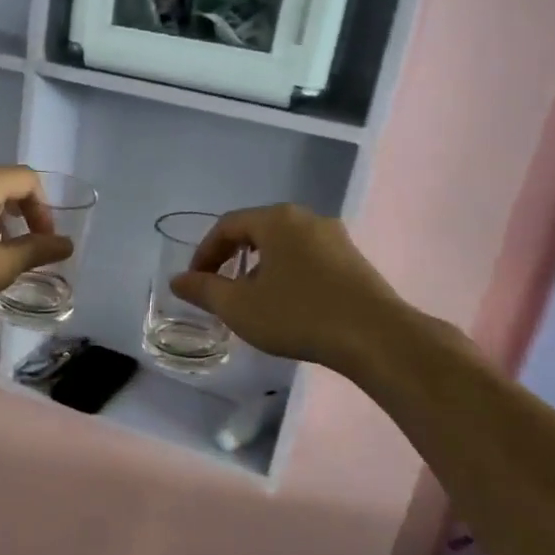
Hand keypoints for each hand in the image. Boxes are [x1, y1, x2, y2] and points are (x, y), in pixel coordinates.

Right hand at [170, 204, 400, 371]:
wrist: (376, 336)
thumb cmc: (299, 315)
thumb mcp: (240, 307)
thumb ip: (204, 290)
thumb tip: (178, 280)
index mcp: (277, 220)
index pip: (228, 225)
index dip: (205, 252)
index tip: (194, 281)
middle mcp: (307, 218)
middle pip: (257, 230)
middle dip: (232, 258)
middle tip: (219, 288)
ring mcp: (335, 238)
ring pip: (284, 245)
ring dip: (260, 268)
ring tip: (251, 300)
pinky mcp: (353, 261)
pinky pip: (308, 258)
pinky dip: (286, 274)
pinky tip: (286, 304)